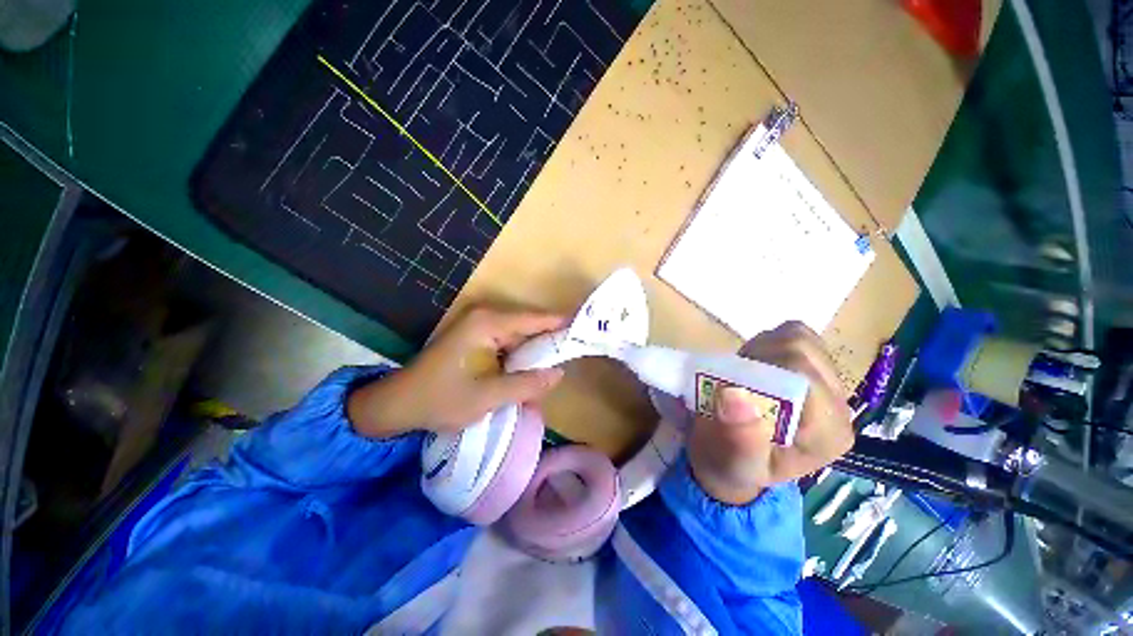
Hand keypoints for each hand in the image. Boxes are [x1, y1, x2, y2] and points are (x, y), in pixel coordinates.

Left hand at [348, 307, 566, 437]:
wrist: (397, 404)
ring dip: (536, 351)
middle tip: (575, 355)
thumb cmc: (439, 399)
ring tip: (558, 365)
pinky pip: (509, 343)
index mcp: (489, 323)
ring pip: (521, 335)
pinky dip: (522, 356)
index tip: (587, 331)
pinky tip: (531, 370)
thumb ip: (527, 384)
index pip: (537, 319)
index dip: (562, 325)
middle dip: (551, 341)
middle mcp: (486, 317)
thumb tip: (559, 374)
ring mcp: (481, 326)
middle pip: (530, 325)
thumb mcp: (488, 397)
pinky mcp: (477, 338)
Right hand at [687, 321, 853, 503]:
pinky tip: (758, 365)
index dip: (760, 369)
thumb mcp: (732, 463)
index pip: (803, 374)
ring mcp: (829, 384)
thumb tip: (734, 394)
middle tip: (737, 378)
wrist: (733, 459)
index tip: (732, 383)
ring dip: (764, 348)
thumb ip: (738, 437)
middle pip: (803, 350)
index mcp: (828, 433)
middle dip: (760, 357)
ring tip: (747, 373)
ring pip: (801, 337)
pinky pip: (796, 335)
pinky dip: (770, 342)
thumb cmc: (731, 464)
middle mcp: (839, 406)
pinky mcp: (815, 369)